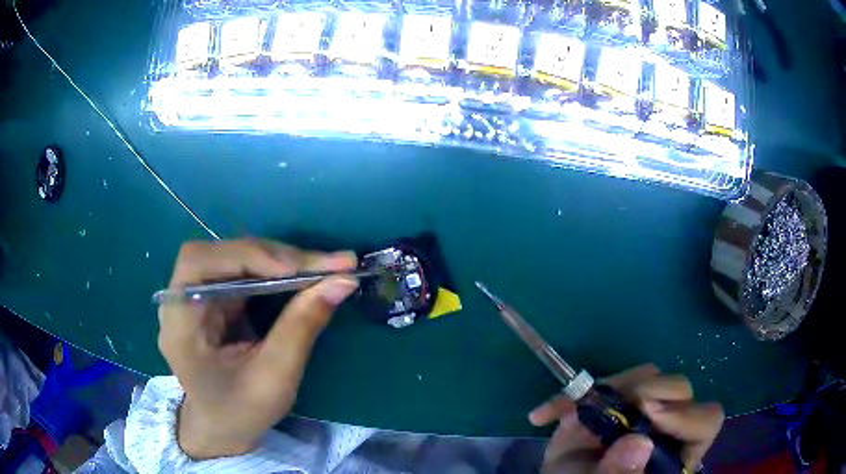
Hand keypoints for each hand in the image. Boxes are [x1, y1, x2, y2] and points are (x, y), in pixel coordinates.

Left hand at [158, 239, 358, 459]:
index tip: (294, 270)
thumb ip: (302, 327)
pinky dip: (278, 271)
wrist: (221, 426)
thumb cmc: (240, 411)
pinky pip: (247, 272)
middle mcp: (182, 298)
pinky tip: (304, 276)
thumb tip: (342, 281)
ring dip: (282, 260)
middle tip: (329, 264)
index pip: (198, 263)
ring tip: (324, 267)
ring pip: (238, 257)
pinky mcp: (217, 298)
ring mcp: (200, 295)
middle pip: (223, 254)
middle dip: (275, 256)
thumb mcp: (274, 378)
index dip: (244, 256)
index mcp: (179, 322)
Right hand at [530, 364, 723, 472]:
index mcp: (675, 452)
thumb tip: (639, 442)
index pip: (705, 422)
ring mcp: (639, 409)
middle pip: (680, 391)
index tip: (652, 416)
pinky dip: (572, 395)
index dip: (687, 415)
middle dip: (654, 392)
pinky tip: (545, 415)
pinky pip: (603, 383)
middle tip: (624, 404)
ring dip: (614, 389)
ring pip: (648, 377)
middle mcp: (665, 425)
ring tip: (576, 413)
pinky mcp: (612, 400)